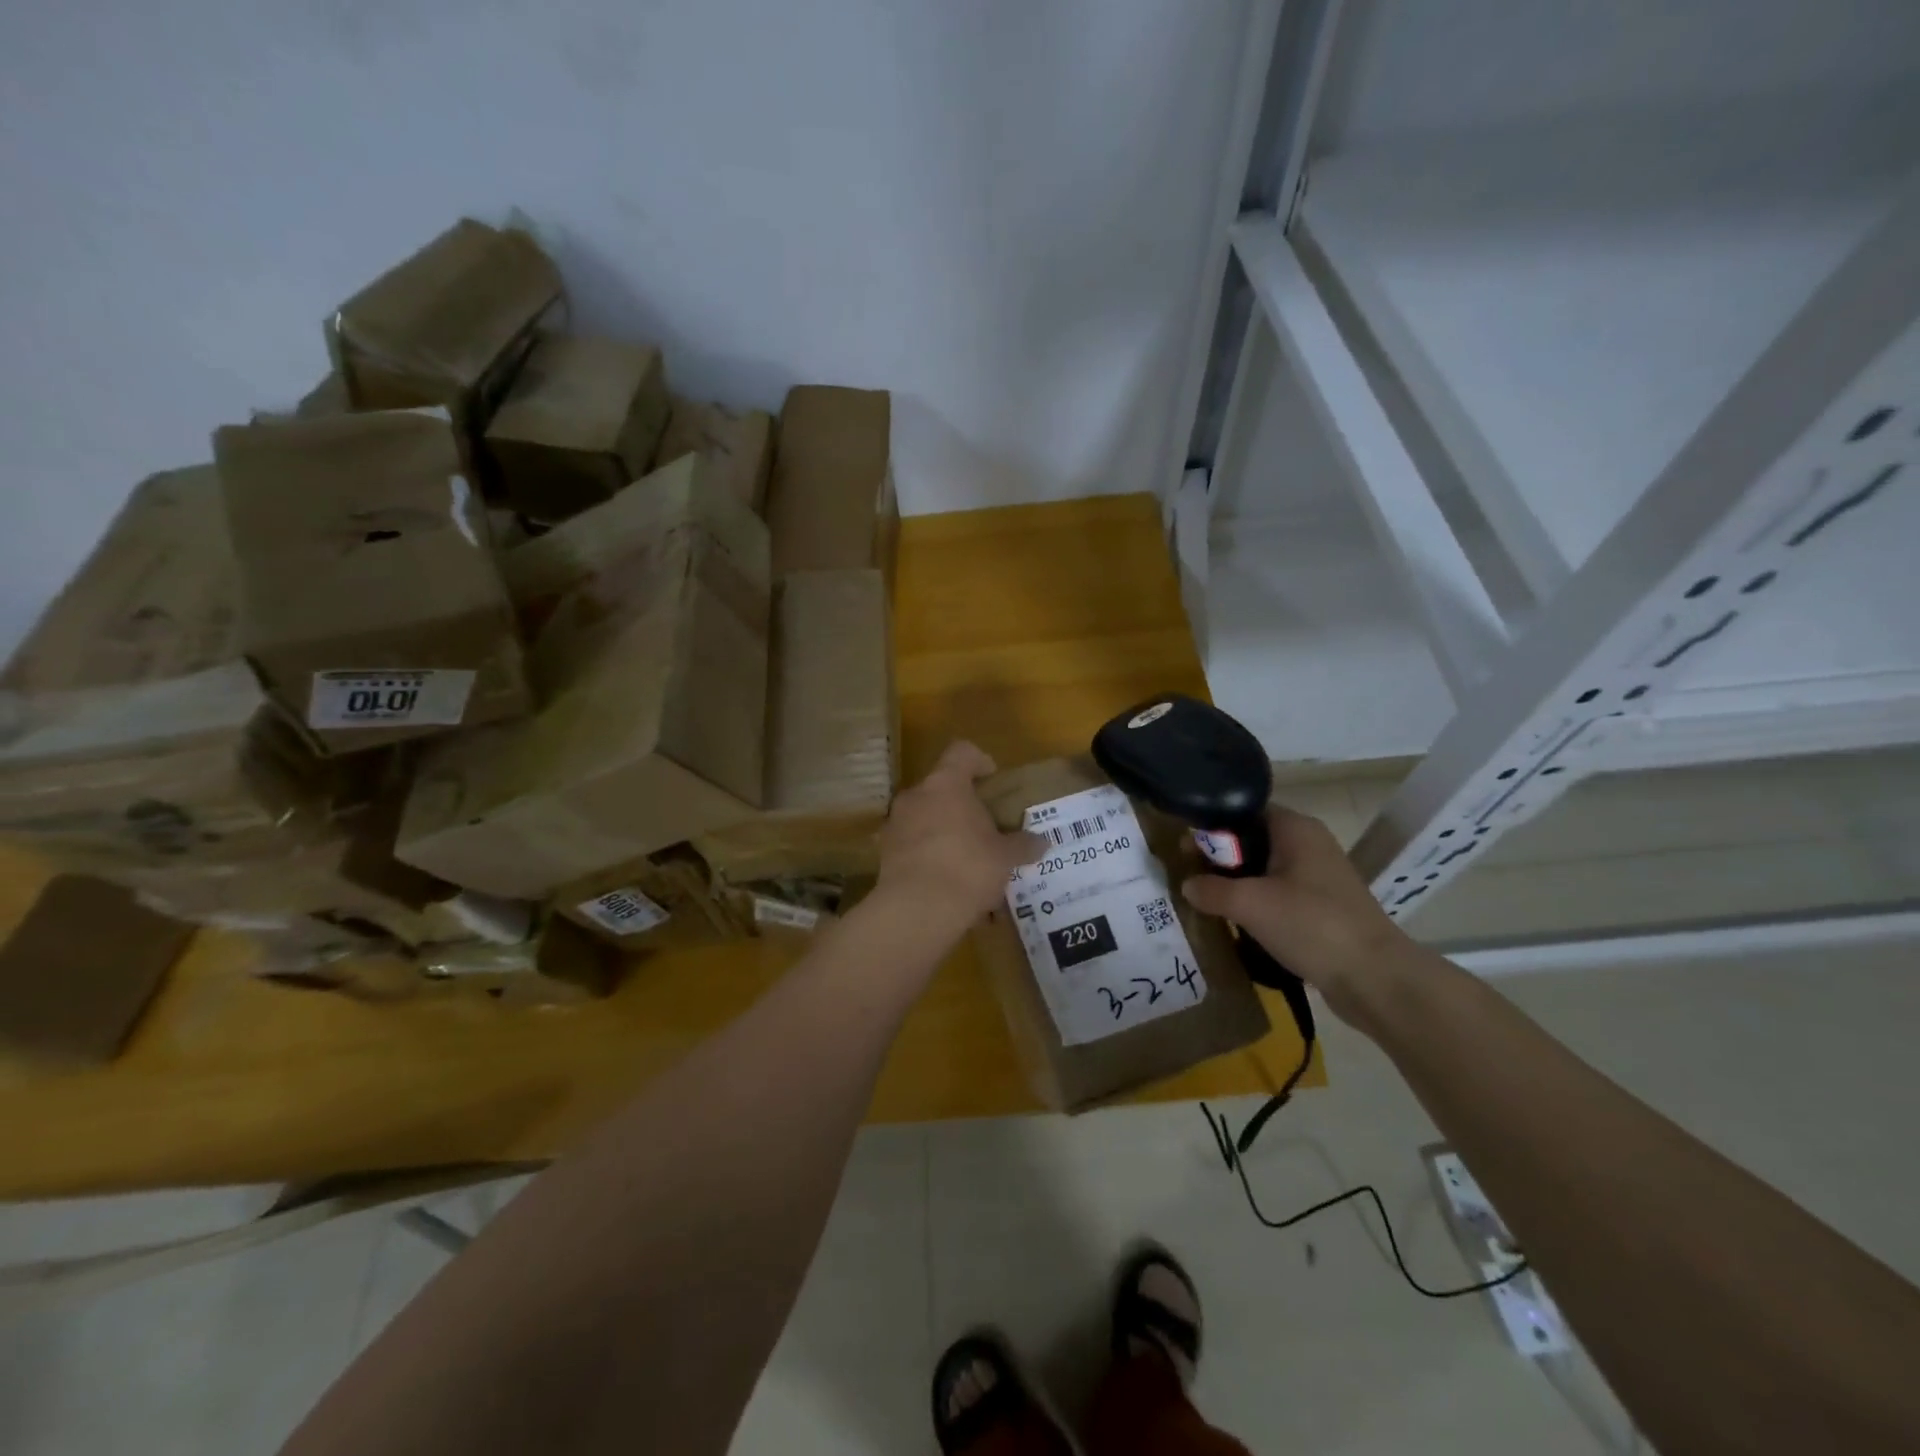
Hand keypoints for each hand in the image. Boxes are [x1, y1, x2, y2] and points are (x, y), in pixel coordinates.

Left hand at [876, 741, 1043, 933]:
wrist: (917, 909)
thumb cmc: (968, 868)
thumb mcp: (1004, 858)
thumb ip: (1022, 845)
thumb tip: (1042, 842)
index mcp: (946, 784)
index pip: (962, 752)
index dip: (979, 761)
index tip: (992, 778)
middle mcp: (916, 795)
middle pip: (941, 787)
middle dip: (961, 804)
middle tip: (982, 826)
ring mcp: (895, 823)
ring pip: (924, 815)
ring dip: (942, 829)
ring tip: (965, 858)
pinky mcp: (884, 853)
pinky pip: (911, 844)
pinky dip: (927, 854)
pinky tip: (945, 880)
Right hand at [1180, 806, 1409, 1022]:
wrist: (1375, 978)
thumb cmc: (1311, 924)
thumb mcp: (1250, 904)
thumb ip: (1211, 890)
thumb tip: (1187, 885)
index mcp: (1296, 828)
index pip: (1245, 811)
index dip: (1212, 826)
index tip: (1185, 848)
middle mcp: (1309, 844)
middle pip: (1253, 840)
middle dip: (1220, 858)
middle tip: (1190, 876)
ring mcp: (1319, 877)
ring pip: (1265, 869)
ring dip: (1237, 883)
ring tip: (1207, 901)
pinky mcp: (1323, 907)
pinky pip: (1280, 894)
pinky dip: (1257, 903)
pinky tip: (1238, 922)